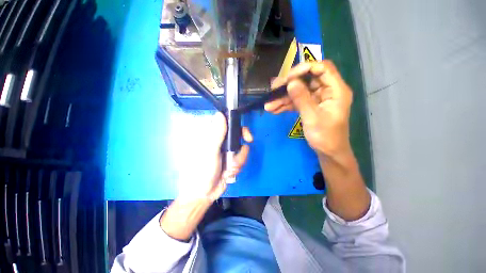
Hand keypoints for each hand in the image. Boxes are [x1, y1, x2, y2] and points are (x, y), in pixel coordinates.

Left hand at [177, 112, 252, 201]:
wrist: (204, 193)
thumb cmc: (202, 171)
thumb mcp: (209, 152)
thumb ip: (216, 134)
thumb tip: (220, 114)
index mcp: (213, 136)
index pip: (227, 123)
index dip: (237, 124)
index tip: (244, 131)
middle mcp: (221, 141)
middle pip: (238, 134)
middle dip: (243, 140)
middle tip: (248, 141)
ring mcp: (227, 151)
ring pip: (242, 147)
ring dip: (240, 159)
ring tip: (230, 168)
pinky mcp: (232, 160)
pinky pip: (242, 158)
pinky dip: (239, 165)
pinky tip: (230, 173)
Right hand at [265, 61, 352, 158]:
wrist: (328, 152)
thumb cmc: (325, 136)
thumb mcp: (312, 117)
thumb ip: (302, 99)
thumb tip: (291, 82)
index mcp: (336, 90)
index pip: (323, 68)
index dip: (305, 68)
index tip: (288, 77)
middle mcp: (327, 90)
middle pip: (307, 79)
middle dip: (288, 85)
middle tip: (273, 90)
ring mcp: (317, 98)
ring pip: (299, 91)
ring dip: (283, 98)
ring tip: (269, 105)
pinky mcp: (310, 105)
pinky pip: (297, 101)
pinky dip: (285, 105)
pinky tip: (274, 110)